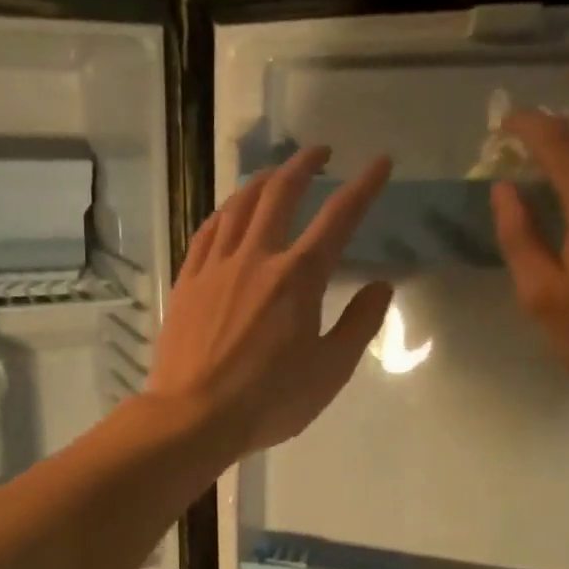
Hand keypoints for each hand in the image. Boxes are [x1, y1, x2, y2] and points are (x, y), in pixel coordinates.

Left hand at [150, 148, 394, 456]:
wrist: (193, 416)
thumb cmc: (269, 400)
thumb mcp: (330, 370)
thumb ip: (359, 323)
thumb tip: (380, 285)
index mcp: (298, 277)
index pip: (339, 218)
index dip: (363, 186)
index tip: (379, 163)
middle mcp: (256, 258)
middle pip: (280, 194)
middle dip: (303, 165)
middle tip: (319, 153)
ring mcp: (216, 267)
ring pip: (239, 206)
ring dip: (261, 181)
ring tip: (274, 173)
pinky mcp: (187, 283)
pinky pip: (207, 232)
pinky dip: (224, 212)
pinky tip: (228, 212)